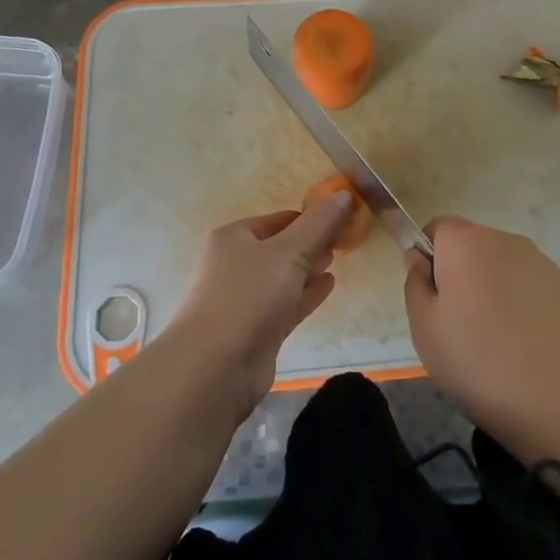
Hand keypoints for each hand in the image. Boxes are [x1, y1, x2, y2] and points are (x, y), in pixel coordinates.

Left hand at [165, 192, 352, 415]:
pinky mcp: (256, 329)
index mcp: (234, 237)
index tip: (340, 217)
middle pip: (281, 246)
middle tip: (344, 238)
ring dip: (309, 267)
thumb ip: (319, 223)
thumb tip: (343, 193)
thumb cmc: (249, 295)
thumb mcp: (288, 251)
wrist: (215, 366)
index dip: (309, 217)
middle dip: (311, 242)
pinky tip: (329, 285)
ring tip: (337, 258)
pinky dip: (307, 293)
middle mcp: (236, 264)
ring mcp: (245, 299)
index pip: (279, 219)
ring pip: (284, 276)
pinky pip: (286, 303)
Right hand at [404, 216, 559, 460]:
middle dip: (460, 277)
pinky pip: (529, 289)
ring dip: (492, 293)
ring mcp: (542, 263)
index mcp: (467, 242)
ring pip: (501, 269)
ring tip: (495, 347)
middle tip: (458, 330)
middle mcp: (506, 240)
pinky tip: (525, 351)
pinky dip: (521, 309)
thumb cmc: (483, 364)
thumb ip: (415, 284)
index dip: (428, 259)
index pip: (437, 228)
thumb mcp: (426, 330)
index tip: (433, 301)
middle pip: (471, 247)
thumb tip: (420, 258)